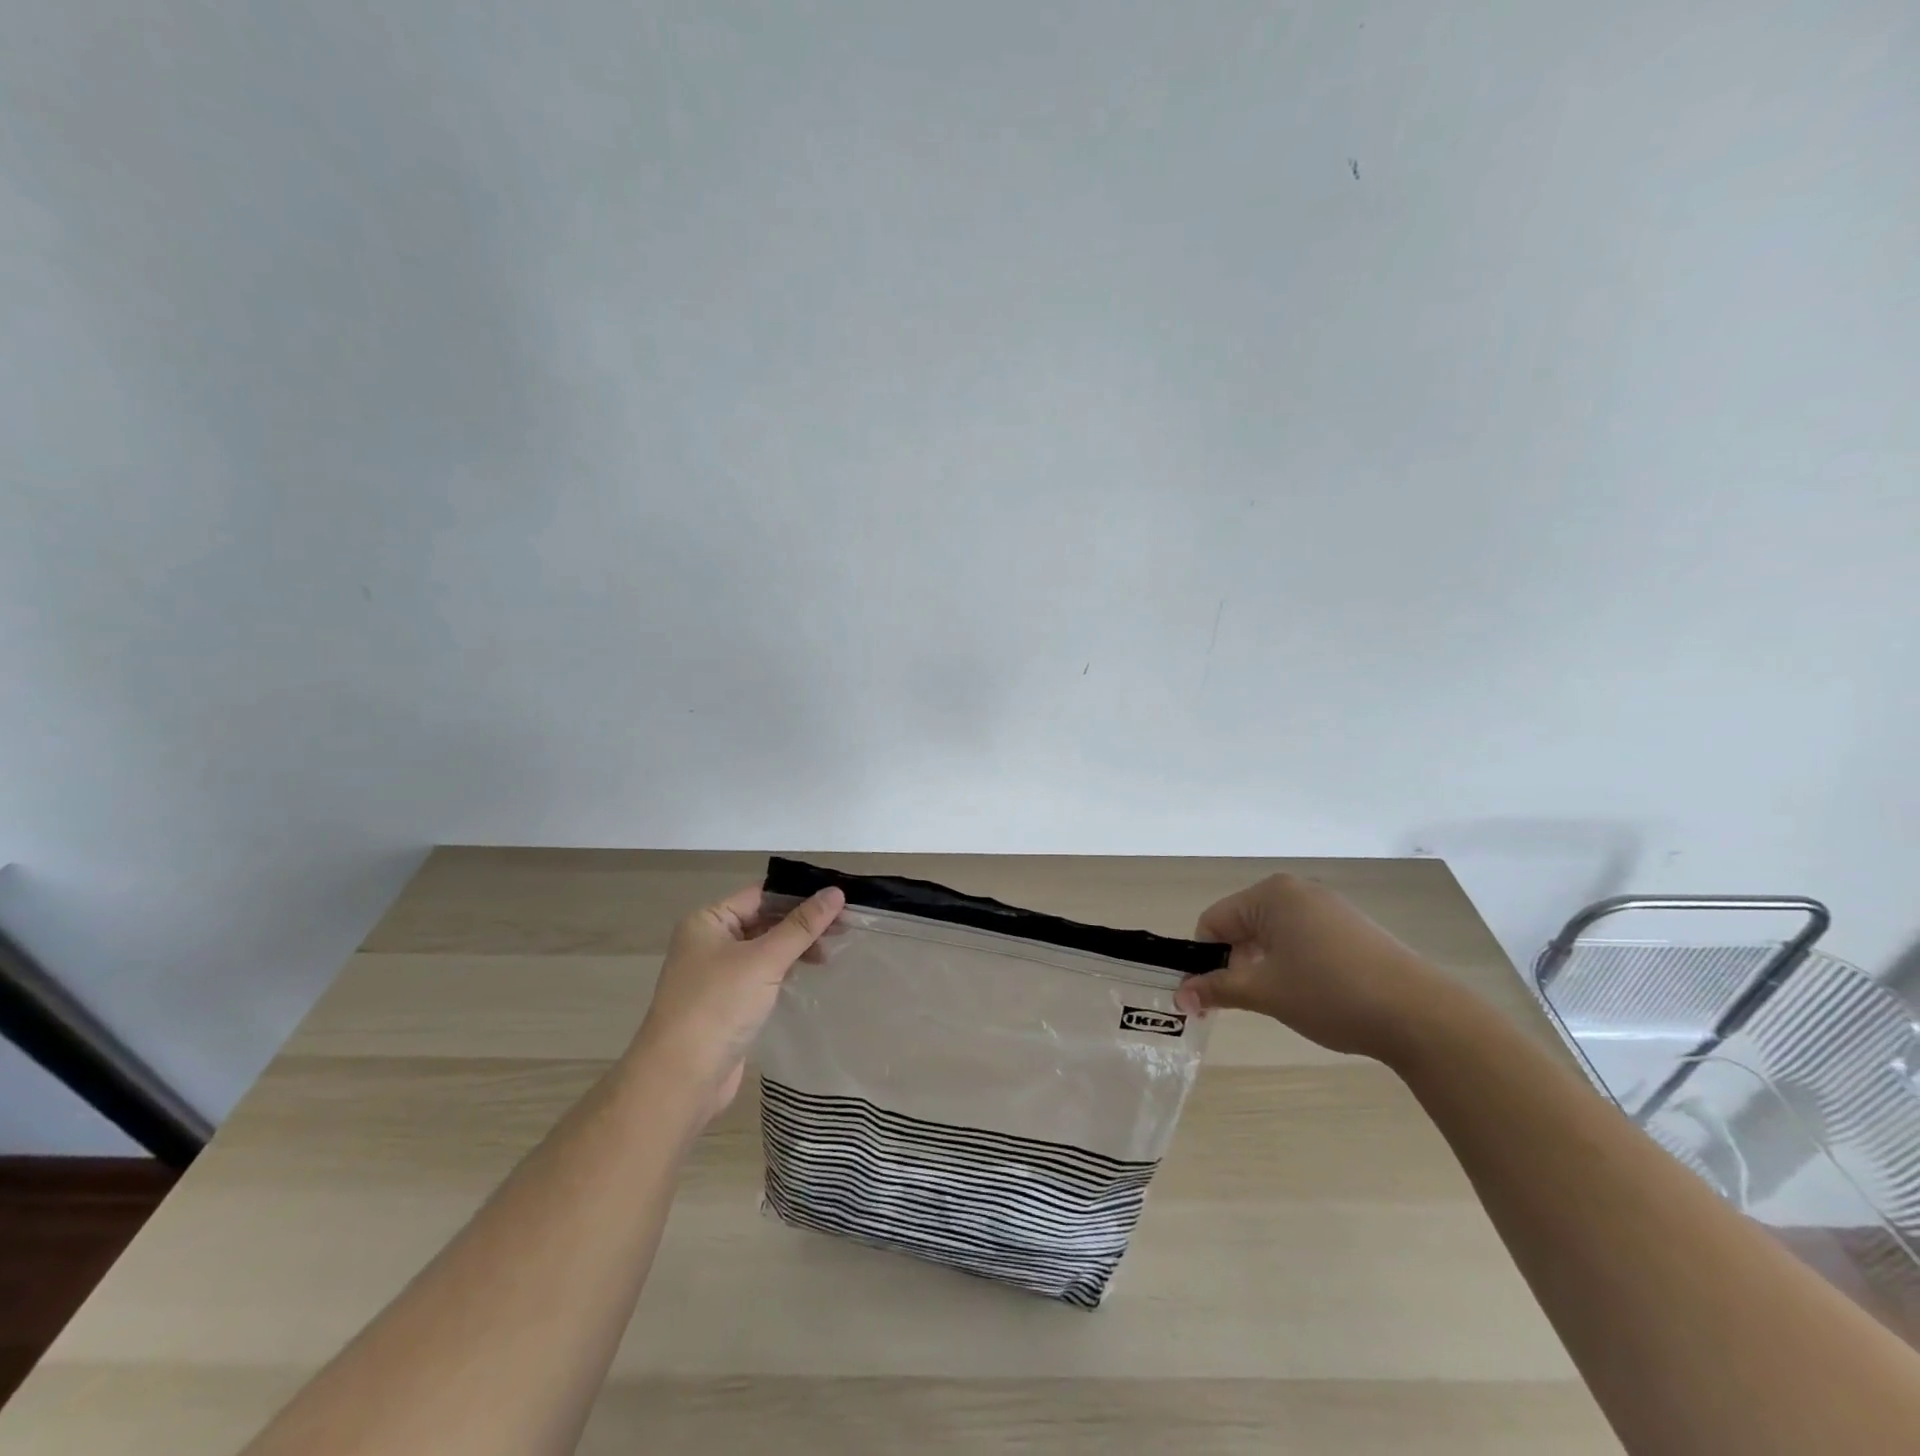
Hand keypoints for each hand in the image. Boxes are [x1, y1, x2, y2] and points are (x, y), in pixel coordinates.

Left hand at [629, 884, 844, 1118]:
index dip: (799, 895)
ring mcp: (715, 974)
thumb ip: (802, 926)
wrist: (680, 1079)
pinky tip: (808, 975)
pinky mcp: (726, 1003)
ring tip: (830, 955)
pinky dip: (784, 971)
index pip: (760, 895)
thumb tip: (836, 892)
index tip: (838, 899)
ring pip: (764, 949)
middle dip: (801, 924)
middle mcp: (708, 942)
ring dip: (795, 948)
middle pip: (763, 920)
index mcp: (708, 921)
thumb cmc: (718, 1006)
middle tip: (843, 928)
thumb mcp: (764, 960)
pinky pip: (760, 976)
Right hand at [1173, 873, 1452, 1061]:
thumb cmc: (1330, 994)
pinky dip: (1292, 961)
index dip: (1205, 959)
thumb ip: (1217, 988)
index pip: (1214, 921)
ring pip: (1272, 933)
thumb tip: (1179, 996)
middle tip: (1243, 1002)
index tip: (1209, 997)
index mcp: (1270, 894)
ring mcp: (1328, 906)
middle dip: (1234, 961)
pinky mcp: (1352, 927)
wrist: (1421, 1014)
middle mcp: (1297, 890)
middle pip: (1242, 924)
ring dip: (1263, 964)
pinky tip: (1311, 992)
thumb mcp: (1265, 992)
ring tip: (1279, 999)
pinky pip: (1302, 937)